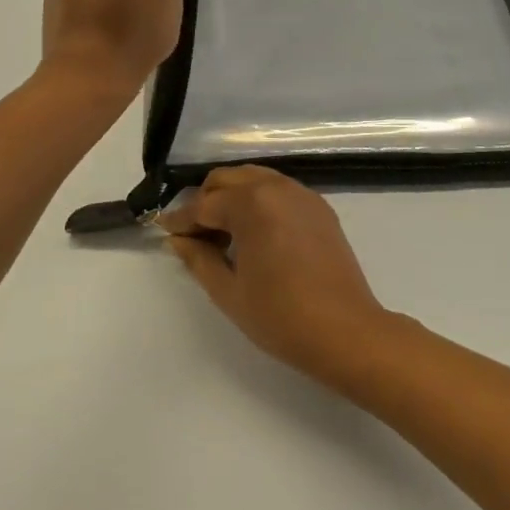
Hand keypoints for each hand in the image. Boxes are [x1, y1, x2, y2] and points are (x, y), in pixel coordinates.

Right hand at [162, 167, 392, 388]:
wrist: (345, 331)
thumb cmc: (280, 316)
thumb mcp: (229, 291)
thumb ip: (198, 258)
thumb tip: (178, 239)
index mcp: (252, 203)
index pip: (204, 204)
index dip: (181, 220)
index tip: (164, 232)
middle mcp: (277, 187)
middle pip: (228, 179)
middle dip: (206, 201)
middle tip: (195, 237)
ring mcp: (303, 194)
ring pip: (255, 180)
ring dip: (233, 199)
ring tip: (225, 237)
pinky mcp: (320, 207)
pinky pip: (279, 191)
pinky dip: (260, 202)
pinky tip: (256, 236)